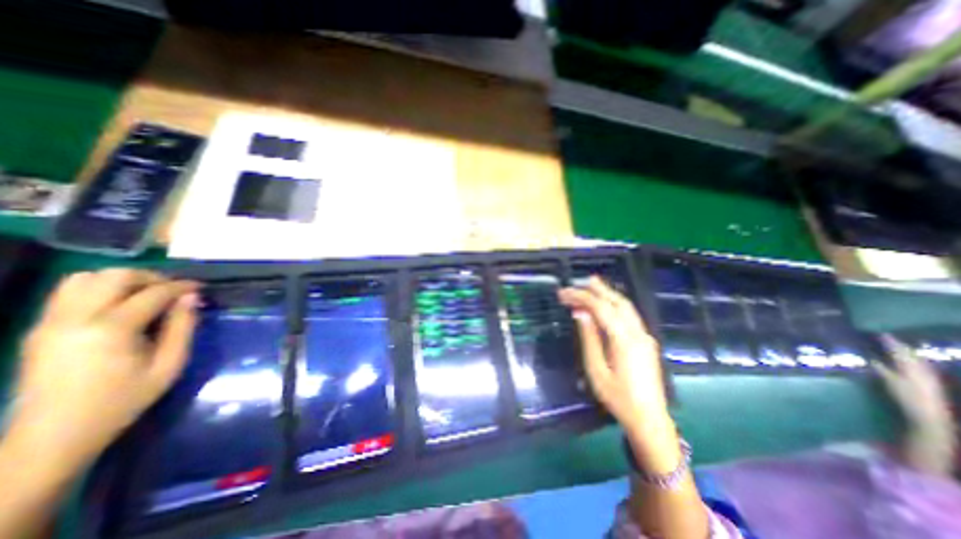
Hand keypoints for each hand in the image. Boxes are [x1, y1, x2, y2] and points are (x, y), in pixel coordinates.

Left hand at [7, 269, 200, 472]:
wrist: (54, 435)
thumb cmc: (124, 399)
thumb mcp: (169, 365)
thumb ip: (183, 327)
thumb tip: (192, 298)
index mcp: (111, 330)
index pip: (153, 293)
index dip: (182, 286)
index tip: (201, 288)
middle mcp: (75, 319)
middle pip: (115, 276)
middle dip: (152, 277)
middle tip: (173, 290)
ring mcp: (50, 322)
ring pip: (86, 278)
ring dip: (123, 280)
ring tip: (146, 294)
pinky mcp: (40, 328)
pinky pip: (68, 292)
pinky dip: (100, 289)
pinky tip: (120, 305)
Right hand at [562, 277, 670, 435]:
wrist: (650, 420)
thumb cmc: (618, 398)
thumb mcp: (596, 370)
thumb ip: (589, 339)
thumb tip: (580, 314)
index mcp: (624, 340)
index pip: (600, 308)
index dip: (581, 297)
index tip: (563, 293)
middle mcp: (638, 333)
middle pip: (617, 302)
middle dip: (598, 289)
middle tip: (580, 281)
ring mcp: (645, 337)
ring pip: (626, 307)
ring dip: (609, 294)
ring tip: (593, 285)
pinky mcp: (646, 342)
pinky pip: (630, 315)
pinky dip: (616, 304)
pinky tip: (607, 304)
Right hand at [877, 336, 951, 429]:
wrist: (929, 415)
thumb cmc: (906, 397)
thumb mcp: (889, 382)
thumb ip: (881, 369)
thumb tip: (871, 358)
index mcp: (910, 366)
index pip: (899, 350)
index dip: (890, 342)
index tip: (880, 333)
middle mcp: (921, 368)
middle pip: (910, 353)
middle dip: (900, 345)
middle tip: (887, 338)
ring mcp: (928, 375)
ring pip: (917, 359)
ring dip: (906, 352)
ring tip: (897, 347)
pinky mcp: (930, 381)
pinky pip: (920, 365)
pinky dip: (912, 360)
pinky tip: (907, 361)